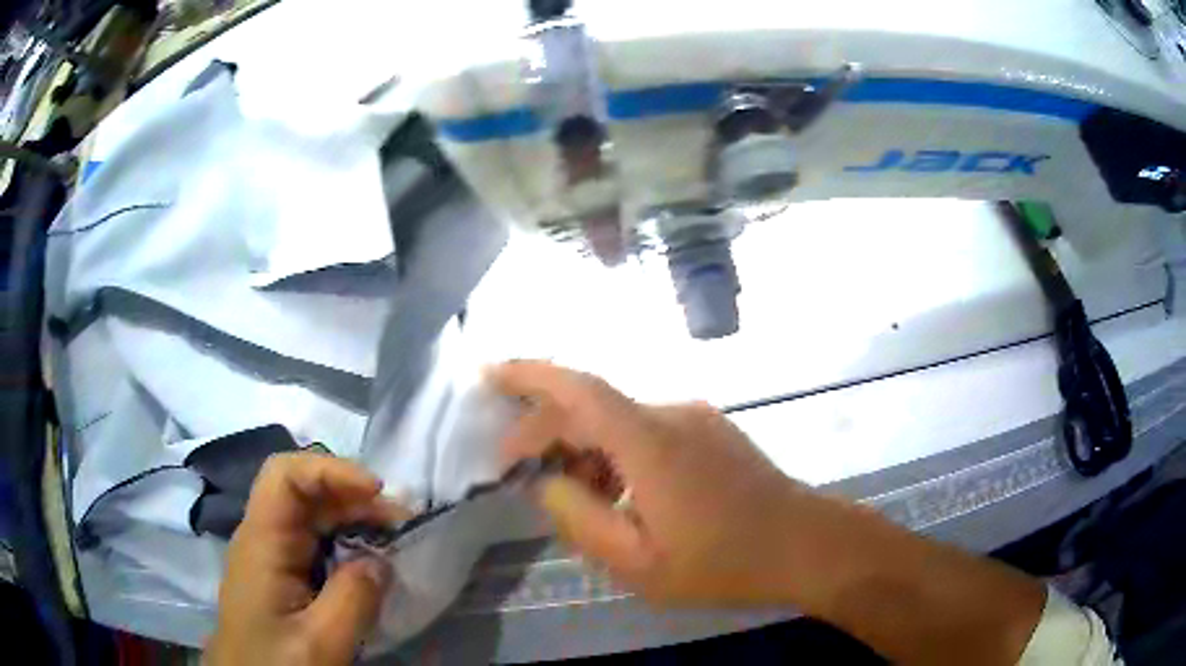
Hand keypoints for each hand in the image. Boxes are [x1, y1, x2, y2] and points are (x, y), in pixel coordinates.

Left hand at [206, 453, 408, 665]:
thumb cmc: (276, 663)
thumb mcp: (320, 641)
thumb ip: (354, 599)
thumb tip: (381, 561)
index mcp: (262, 541)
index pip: (286, 476)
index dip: (331, 470)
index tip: (377, 491)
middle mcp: (263, 537)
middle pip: (304, 491)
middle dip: (353, 496)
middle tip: (401, 521)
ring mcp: (271, 555)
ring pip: (311, 516)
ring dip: (354, 519)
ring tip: (394, 538)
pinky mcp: (282, 574)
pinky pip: (315, 543)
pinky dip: (346, 543)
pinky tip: (370, 562)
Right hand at [492, 361, 1045, 664]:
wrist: (804, 544)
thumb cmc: (723, 562)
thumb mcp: (637, 563)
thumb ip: (581, 519)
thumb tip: (548, 482)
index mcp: (649, 442)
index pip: (576, 388)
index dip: (528, 374)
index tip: (488, 377)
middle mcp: (670, 414)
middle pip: (591, 404)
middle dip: (546, 430)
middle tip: (519, 472)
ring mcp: (695, 418)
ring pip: (618, 419)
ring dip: (584, 447)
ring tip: (575, 496)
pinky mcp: (710, 430)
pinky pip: (647, 429)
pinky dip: (616, 451)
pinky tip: (620, 493)